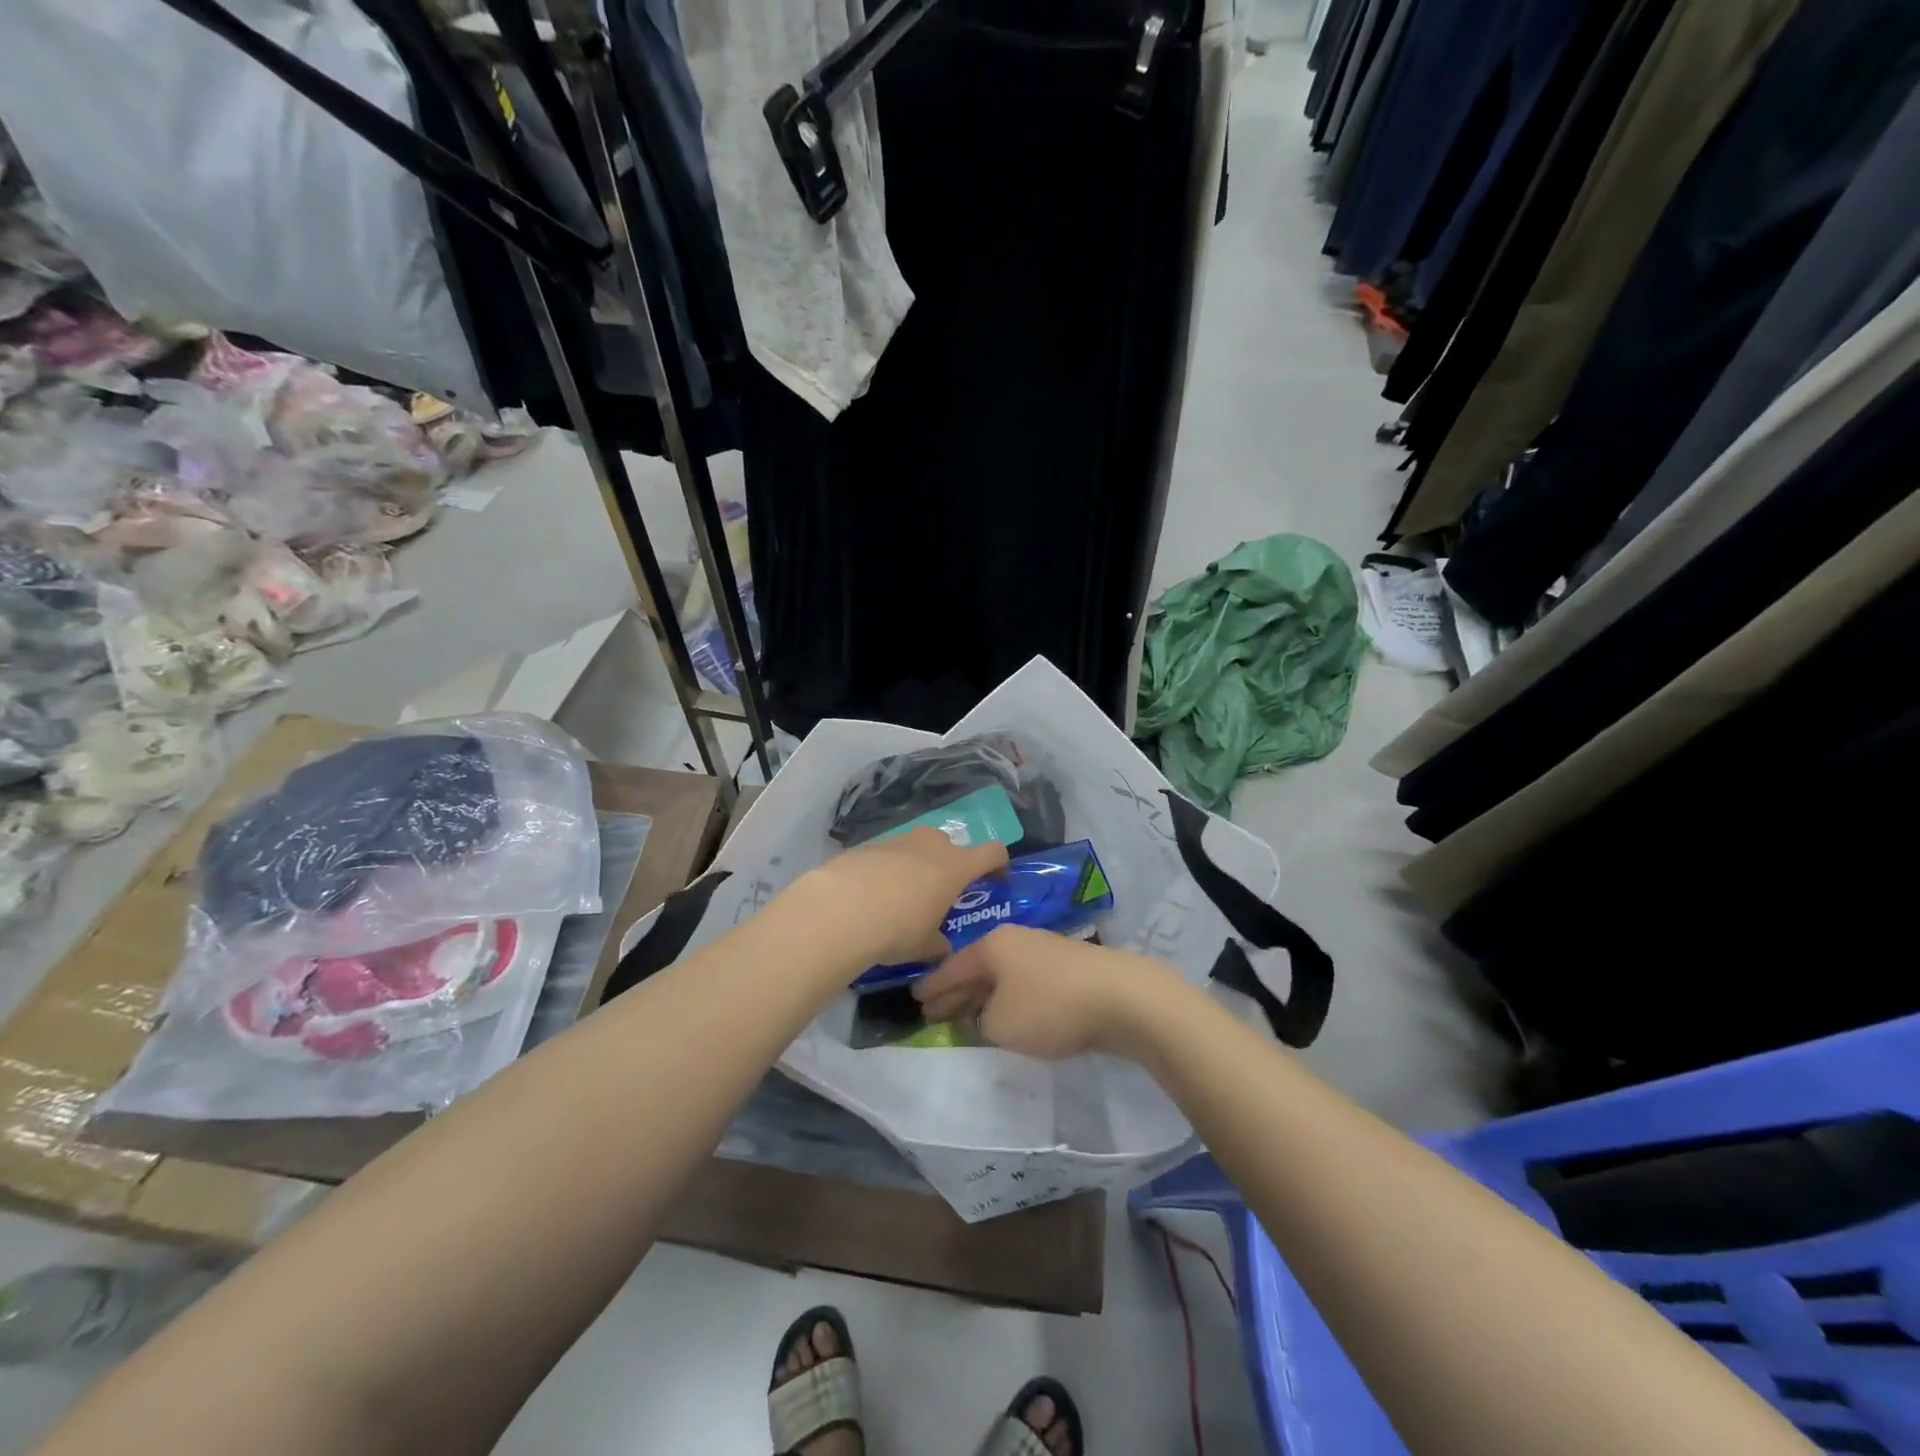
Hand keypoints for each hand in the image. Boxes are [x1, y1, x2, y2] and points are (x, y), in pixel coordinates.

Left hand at [790, 827, 1009, 966]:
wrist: (840, 908)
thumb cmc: (898, 927)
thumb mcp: (926, 946)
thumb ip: (939, 944)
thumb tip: (941, 947)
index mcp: (956, 866)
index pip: (993, 852)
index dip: (998, 866)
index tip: (994, 882)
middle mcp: (931, 844)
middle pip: (952, 847)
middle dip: (950, 867)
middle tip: (940, 896)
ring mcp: (899, 839)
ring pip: (918, 848)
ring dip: (918, 867)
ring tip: (902, 898)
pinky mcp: (869, 844)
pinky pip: (889, 854)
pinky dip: (889, 869)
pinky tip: (873, 895)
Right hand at [912, 925, 1181, 1060]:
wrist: (1121, 997)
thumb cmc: (1050, 1007)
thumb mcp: (1000, 1024)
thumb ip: (981, 1021)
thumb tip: (987, 1014)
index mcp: (992, 945)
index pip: (952, 967)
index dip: (931, 987)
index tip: (914, 1000)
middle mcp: (1015, 940)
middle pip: (976, 967)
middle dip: (956, 991)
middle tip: (935, 1012)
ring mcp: (1044, 950)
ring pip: (1002, 974)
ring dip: (985, 996)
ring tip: (970, 1016)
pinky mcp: (1068, 967)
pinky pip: (1025, 982)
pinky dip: (1010, 998)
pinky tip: (1009, 1014)